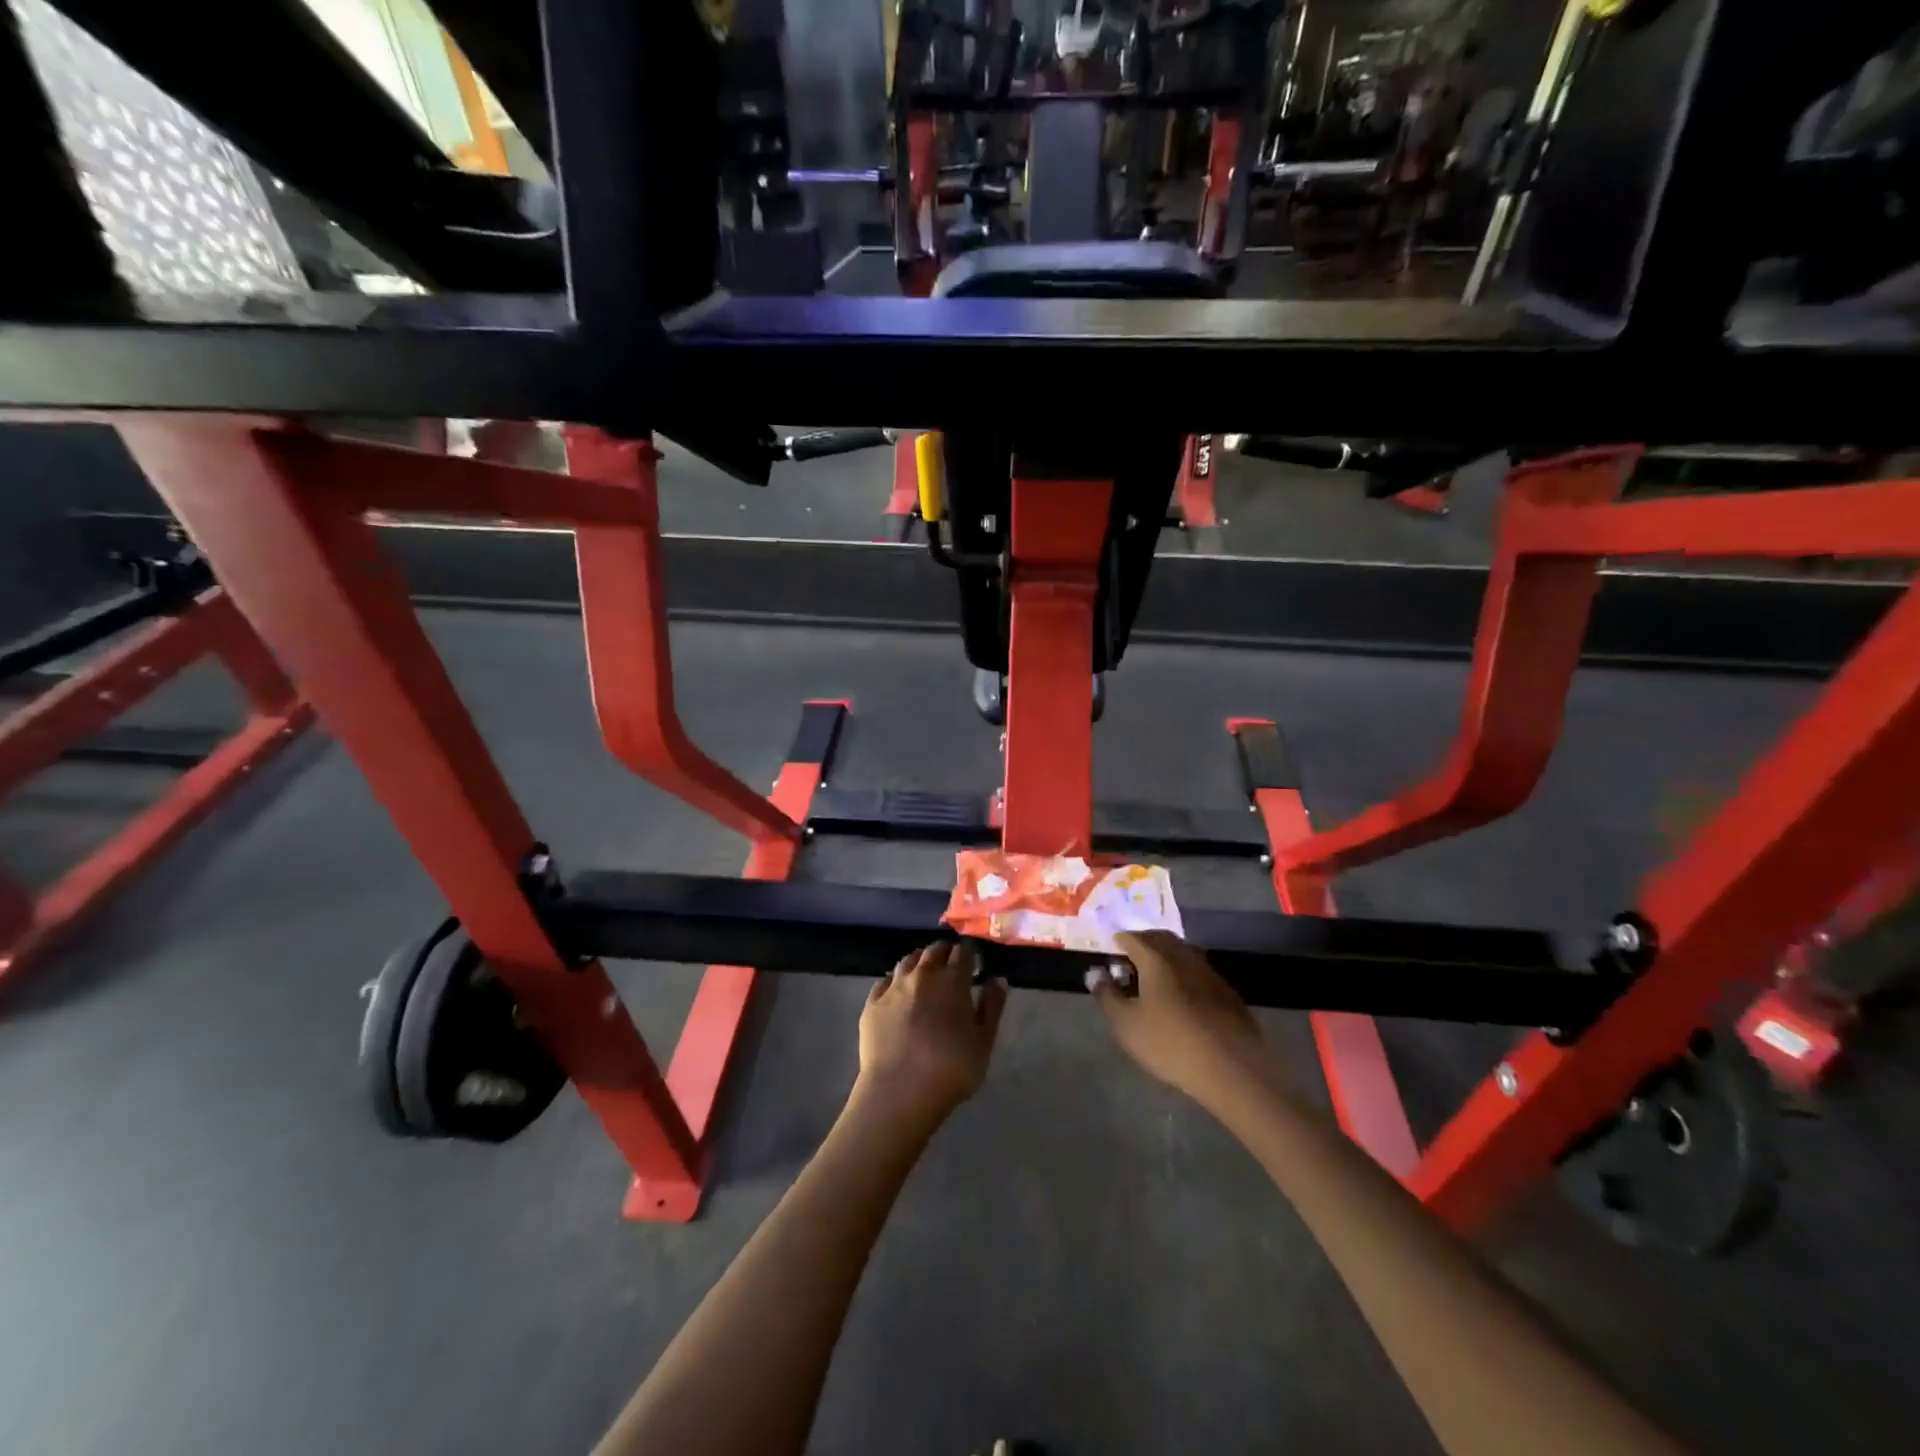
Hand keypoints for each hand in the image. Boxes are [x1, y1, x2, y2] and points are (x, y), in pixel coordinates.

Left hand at [856, 942, 1006, 1127]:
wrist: (900, 1091)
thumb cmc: (951, 1069)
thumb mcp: (983, 1042)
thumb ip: (992, 1007)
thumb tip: (998, 980)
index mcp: (952, 980)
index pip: (962, 952)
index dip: (969, 954)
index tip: (974, 961)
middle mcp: (922, 975)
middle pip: (934, 951)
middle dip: (945, 953)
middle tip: (951, 963)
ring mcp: (893, 987)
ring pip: (907, 961)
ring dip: (919, 961)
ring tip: (924, 972)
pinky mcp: (872, 1003)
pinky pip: (884, 981)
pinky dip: (894, 980)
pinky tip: (897, 991)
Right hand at [1092, 931, 1275, 1111]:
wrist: (1232, 1068)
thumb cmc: (1169, 1043)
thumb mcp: (1126, 1024)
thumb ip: (1107, 995)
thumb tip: (1094, 972)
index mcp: (1156, 959)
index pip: (1133, 938)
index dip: (1119, 940)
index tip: (1111, 947)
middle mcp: (1183, 957)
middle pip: (1161, 939)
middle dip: (1144, 942)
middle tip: (1131, 956)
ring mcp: (1209, 973)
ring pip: (1183, 953)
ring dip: (1167, 957)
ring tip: (1155, 975)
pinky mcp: (1228, 993)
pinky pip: (1199, 972)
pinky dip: (1185, 974)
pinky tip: (1183, 995)